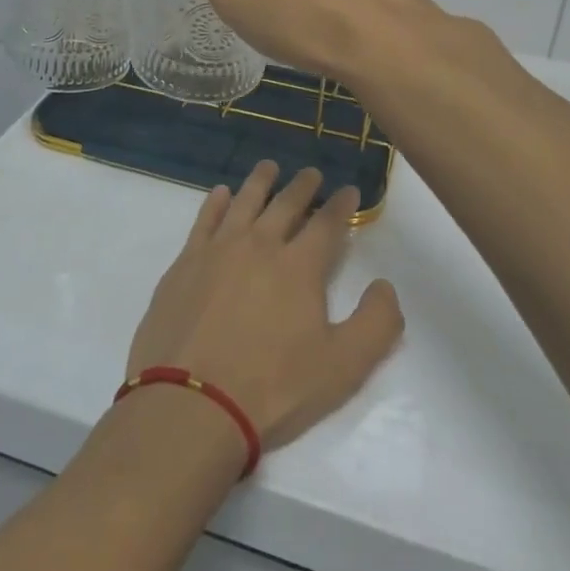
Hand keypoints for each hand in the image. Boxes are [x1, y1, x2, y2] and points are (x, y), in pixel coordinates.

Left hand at [125, 161, 403, 453]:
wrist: (192, 403)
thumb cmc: (273, 388)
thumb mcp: (343, 367)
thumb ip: (377, 323)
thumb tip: (385, 285)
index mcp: (300, 266)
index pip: (327, 223)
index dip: (341, 205)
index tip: (349, 191)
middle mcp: (260, 245)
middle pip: (285, 204)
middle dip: (303, 186)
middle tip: (311, 173)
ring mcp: (217, 250)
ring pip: (244, 202)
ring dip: (260, 182)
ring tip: (269, 167)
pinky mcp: (185, 263)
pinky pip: (204, 220)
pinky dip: (215, 203)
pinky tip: (221, 194)